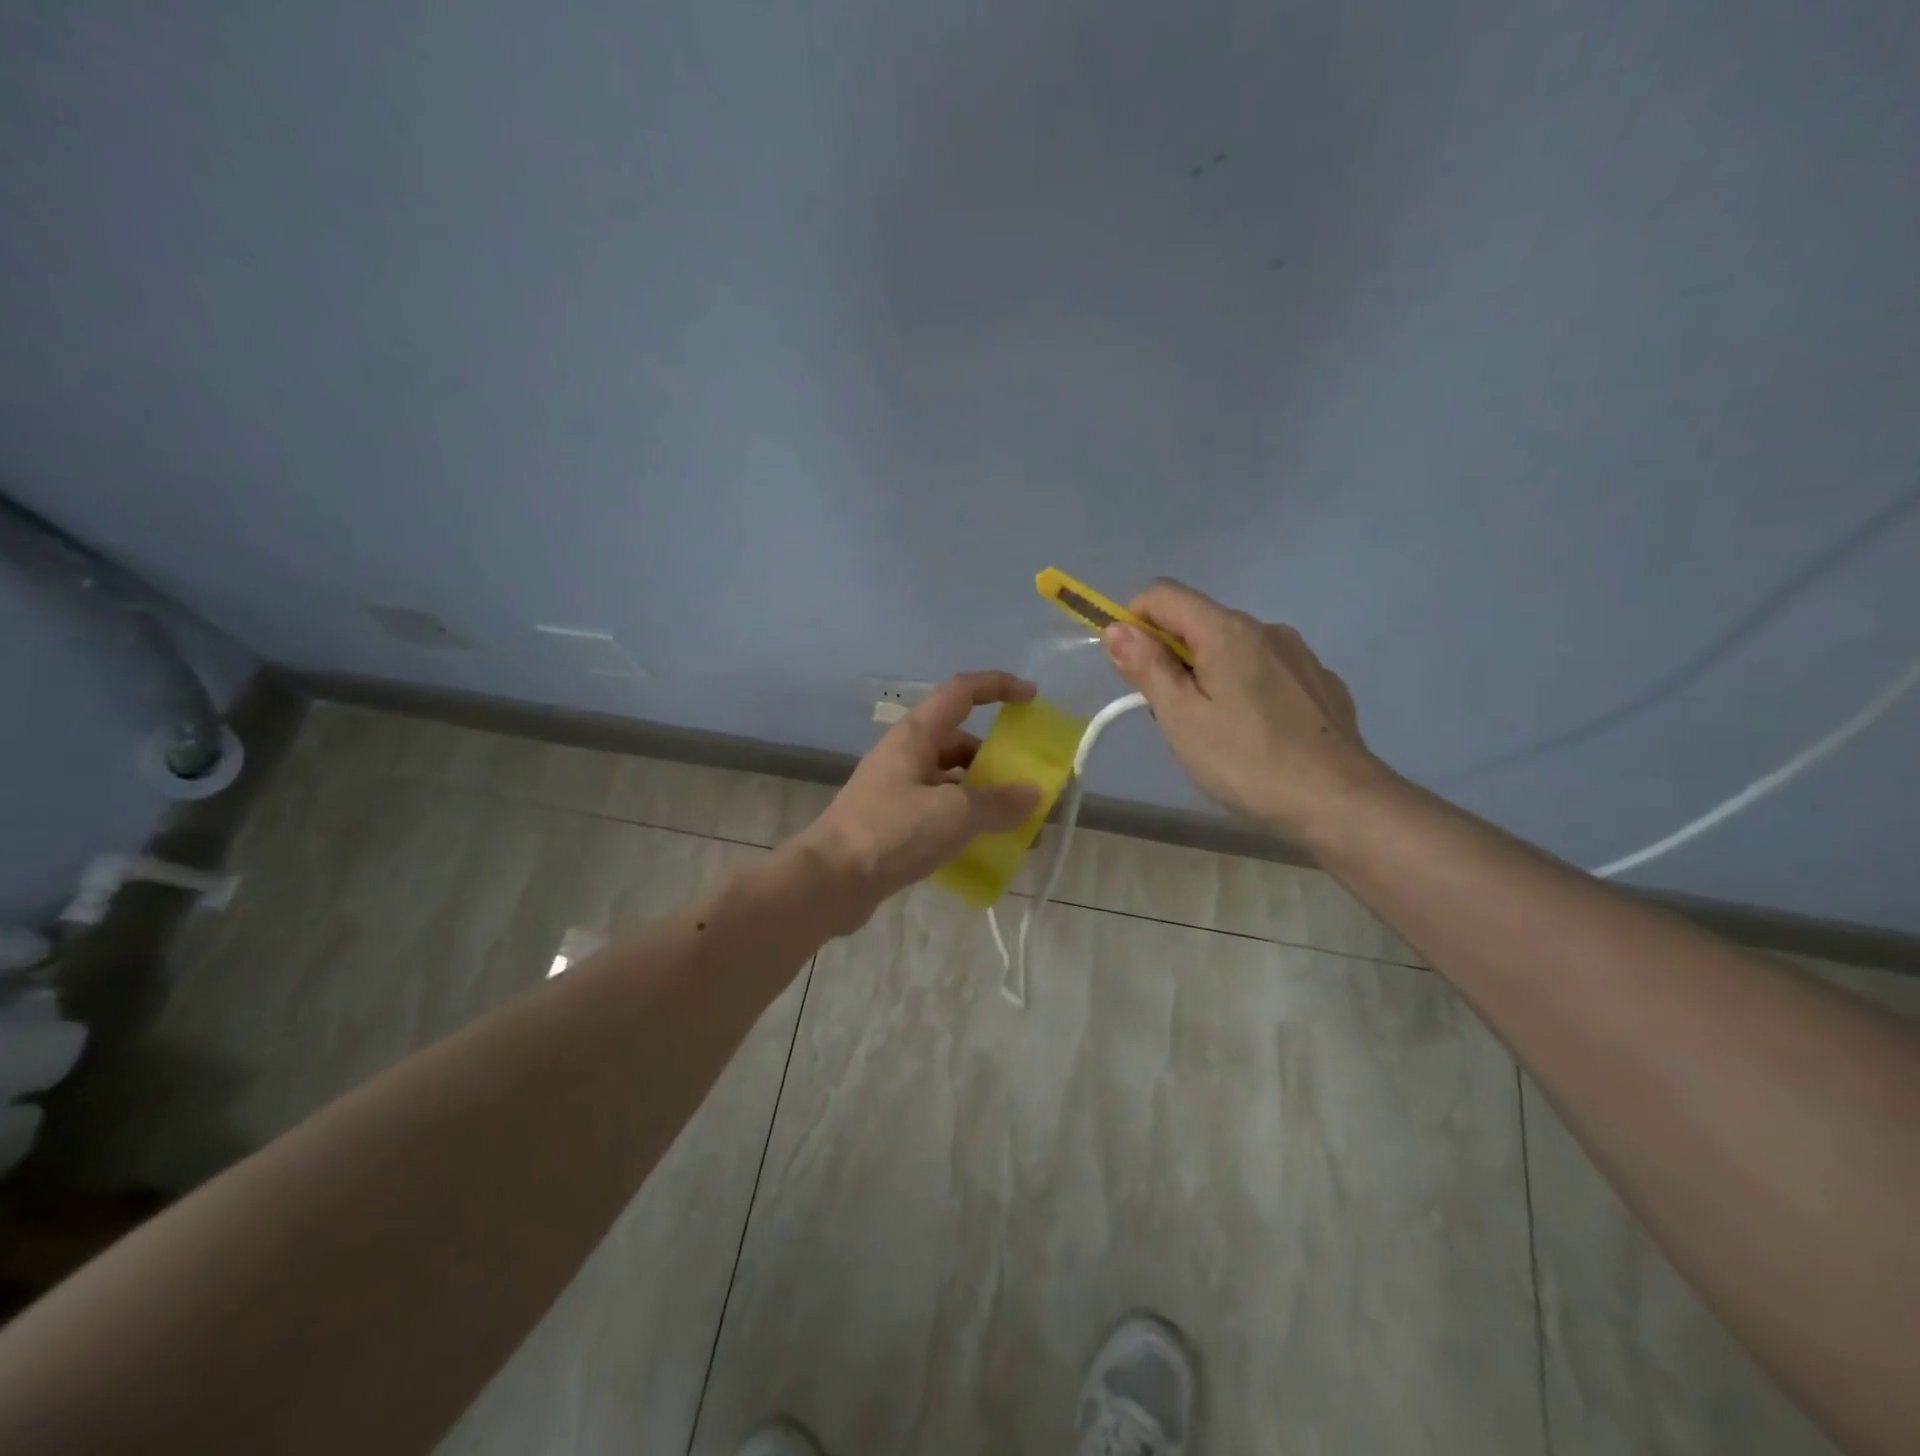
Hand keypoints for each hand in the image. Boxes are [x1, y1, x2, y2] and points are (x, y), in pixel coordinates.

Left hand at [790, 671, 1042, 927]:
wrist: (829, 881)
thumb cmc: (892, 832)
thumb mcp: (954, 815)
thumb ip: (998, 802)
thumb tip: (1032, 794)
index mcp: (916, 735)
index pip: (961, 691)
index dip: (998, 687)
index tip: (1031, 699)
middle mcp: (906, 754)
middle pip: (960, 742)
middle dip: (997, 762)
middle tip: (1028, 789)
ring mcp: (896, 789)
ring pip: (951, 781)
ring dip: (984, 798)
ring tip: (1017, 830)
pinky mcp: (892, 822)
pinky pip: (939, 811)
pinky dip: (965, 823)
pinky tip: (985, 850)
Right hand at [1101, 579, 1387, 842]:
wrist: (1339, 801)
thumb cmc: (1246, 761)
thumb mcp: (1181, 718)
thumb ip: (1148, 667)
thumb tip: (1117, 628)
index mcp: (1227, 631)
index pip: (1164, 594)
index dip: (1135, 621)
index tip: (1133, 668)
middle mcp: (1266, 629)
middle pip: (1200, 622)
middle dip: (1173, 657)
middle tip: (1173, 715)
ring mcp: (1301, 655)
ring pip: (1236, 649)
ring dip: (1212, 674)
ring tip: (1217, 730)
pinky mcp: (1322, 684)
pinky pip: (1269, 672)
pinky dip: (1249, 689)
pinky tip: (1258, 734)